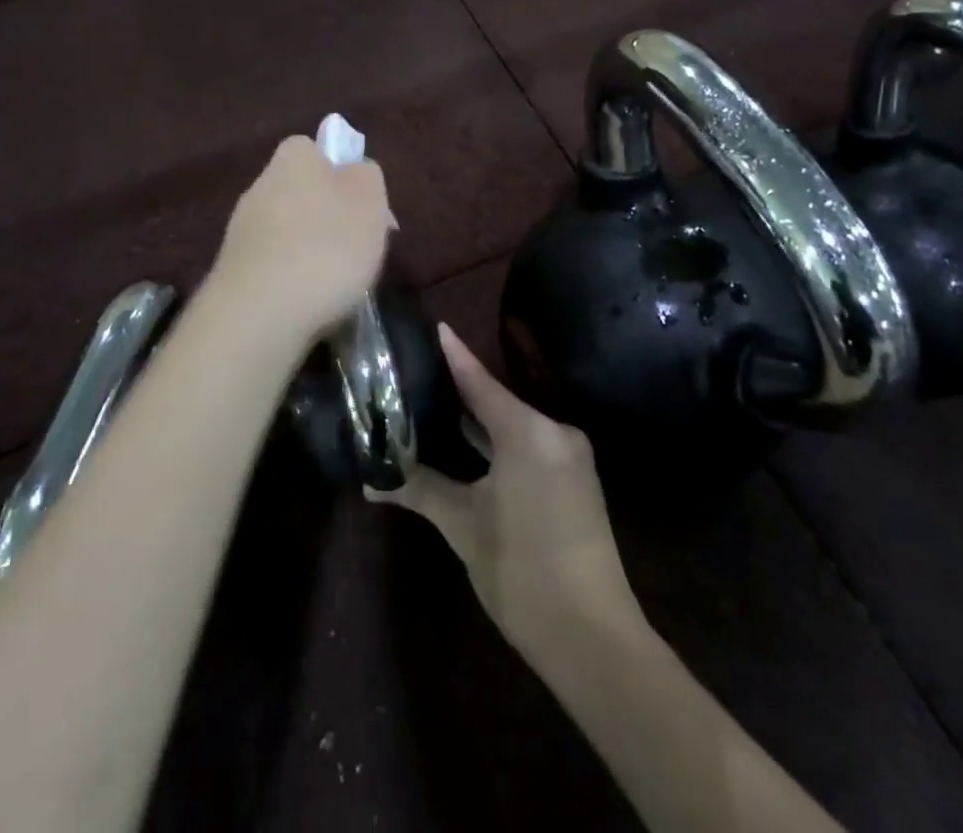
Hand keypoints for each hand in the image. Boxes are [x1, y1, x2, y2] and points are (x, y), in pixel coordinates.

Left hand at [205, 135, 392, 345]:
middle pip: (303, 192)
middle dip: (329, 217)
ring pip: (288, 230)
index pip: (314, 149)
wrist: (259, 314)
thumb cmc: (326, 249)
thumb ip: (367, 176)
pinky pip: (273, 264)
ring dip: (311, 250)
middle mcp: (261, 185)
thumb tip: (355, 170)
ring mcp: (242, 229)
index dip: (342, 172)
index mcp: (293, 159)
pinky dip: (292, 278)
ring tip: (337, 284)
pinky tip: (308, 301)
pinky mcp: (234, 270)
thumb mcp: (369, 203)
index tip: (364, 205)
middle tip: (358, 249)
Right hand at [368, 326, 642, 662]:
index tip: (433, 325)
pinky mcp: (574, 479)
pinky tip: (468, 443)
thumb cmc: (522, 571)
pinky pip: (528, 444)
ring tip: (434, 404)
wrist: (593, 638)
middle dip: (459, 389)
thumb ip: (419, 490)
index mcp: (527, 431)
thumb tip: (369, 482)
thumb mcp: (464, 525)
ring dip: (478, 419)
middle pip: (496, 399)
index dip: (453, 354)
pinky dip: (498, 440)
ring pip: (513, 424)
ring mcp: (568, 455)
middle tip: (418, 373)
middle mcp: (553, 431)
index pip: (479, 380)